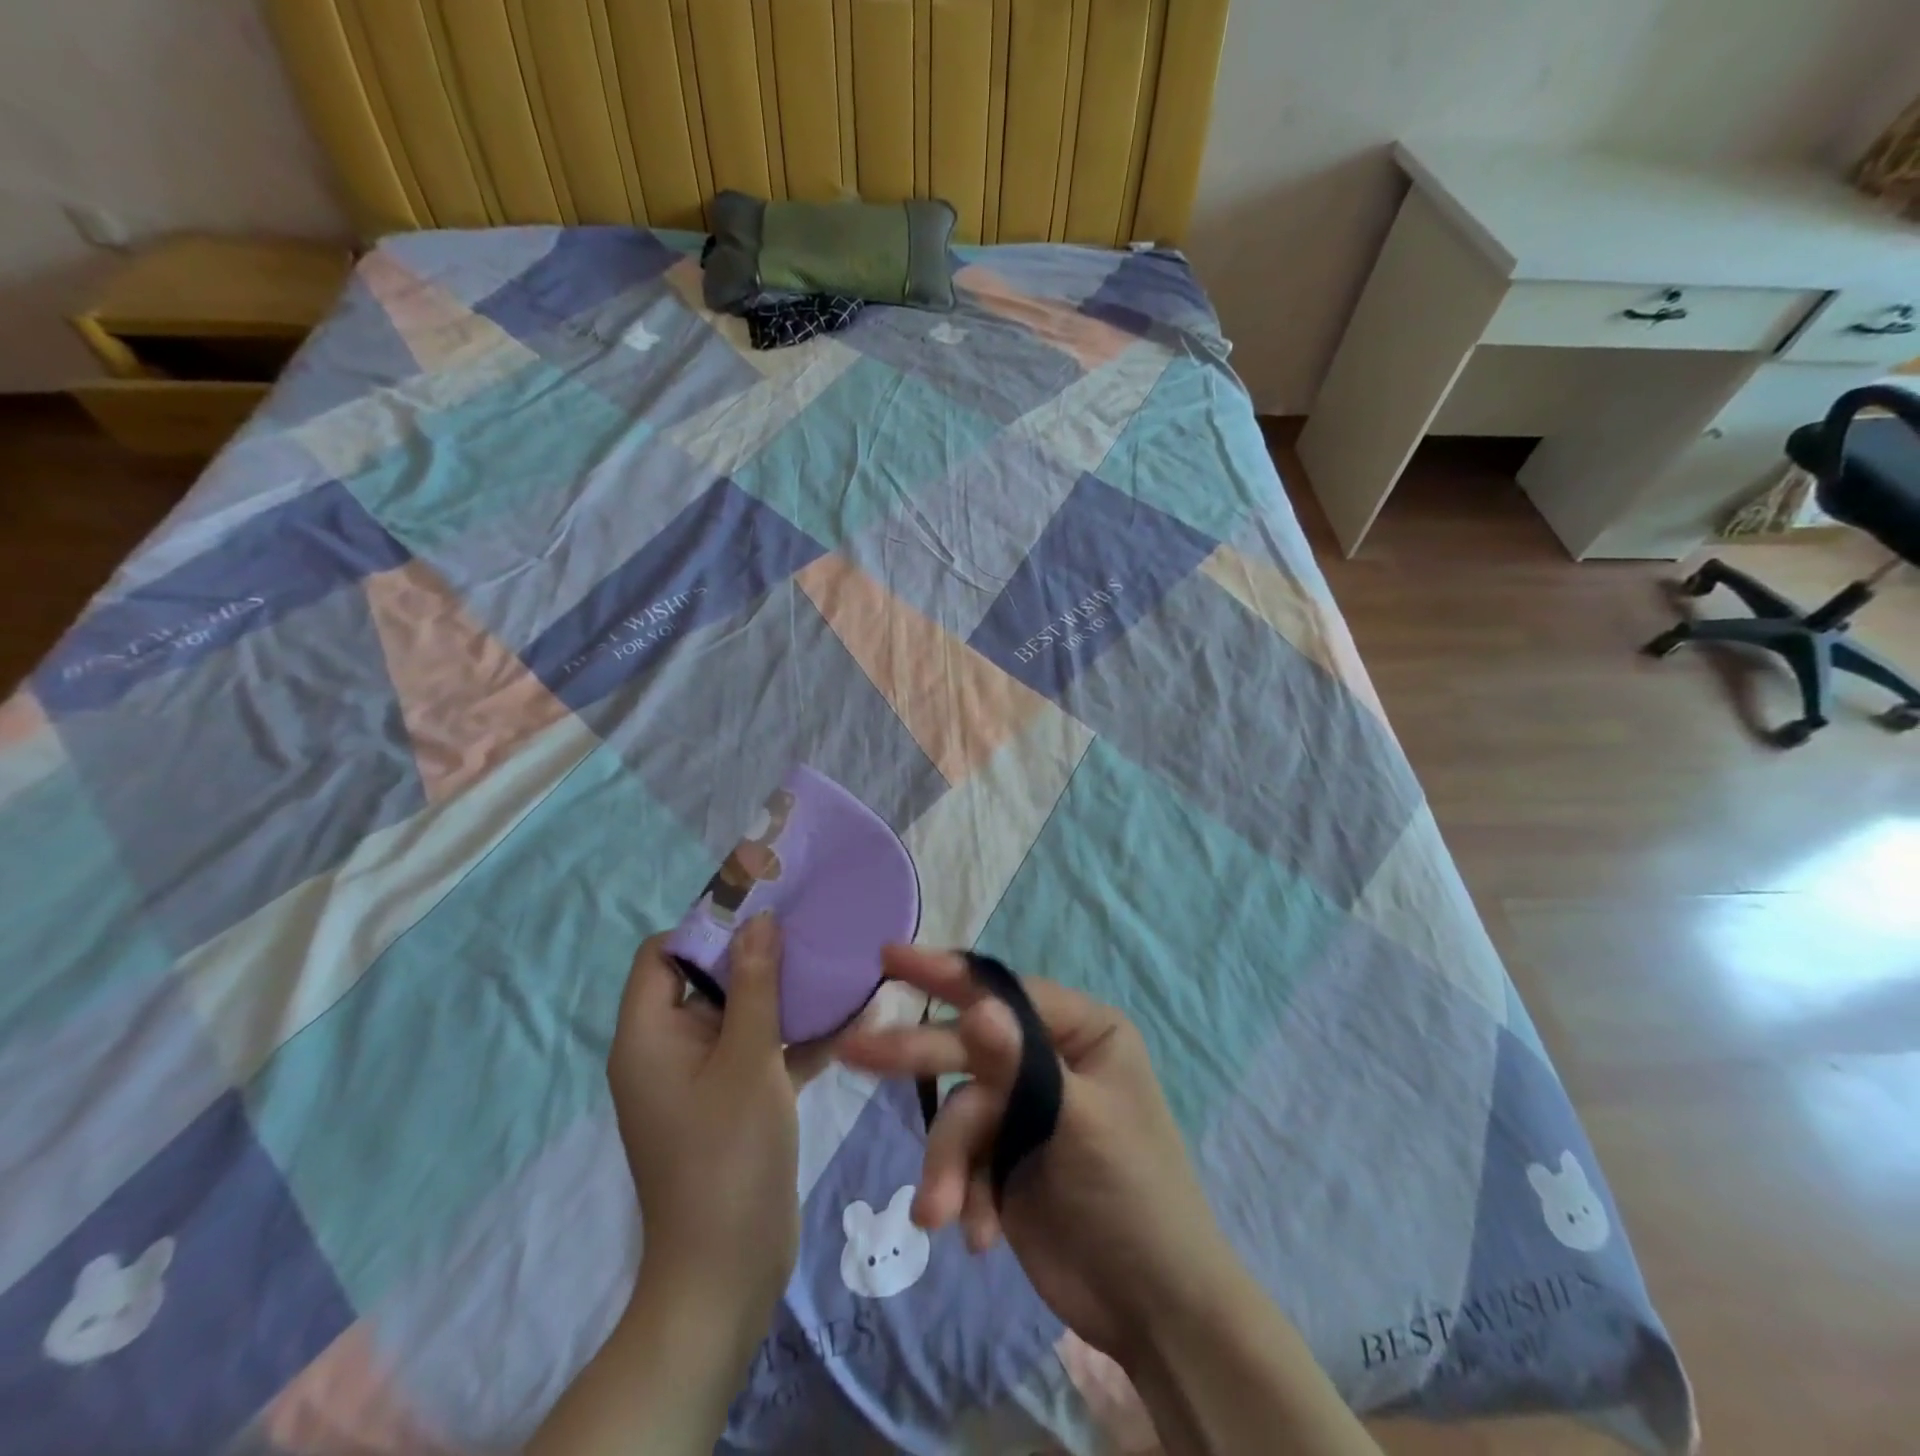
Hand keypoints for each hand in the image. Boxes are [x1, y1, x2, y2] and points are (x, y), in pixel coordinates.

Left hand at [607, 917, 824, 1328]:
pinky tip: (854, 1016)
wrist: (728, 1274)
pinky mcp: (735, 1102)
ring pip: (743, 1015)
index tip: (761, 907)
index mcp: (650, 1035)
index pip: (662, 954)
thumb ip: (756, 985)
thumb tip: (758, 919)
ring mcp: (703, 1079)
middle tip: (809, 927)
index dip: (706, 926)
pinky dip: (797, 1037)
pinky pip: (763, 1053)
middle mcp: (669, 1050)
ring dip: (786, 994)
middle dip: (758, 954)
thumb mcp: (747, 1060)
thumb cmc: (728, 1156)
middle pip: (707, 980)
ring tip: (836, 961)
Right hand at [835, 947, 1243, 1360]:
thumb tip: (976, 1008)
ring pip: (960, 1114)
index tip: (889, 960)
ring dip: (948, 1164)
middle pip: (970, 1046)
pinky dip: (965, 1194)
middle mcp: (1049, 1059)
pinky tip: (980, 1235)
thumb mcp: (1079, 1121)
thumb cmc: (1134, 1195)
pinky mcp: (1004, 1160)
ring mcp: (1024, 1111)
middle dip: (918, 1058)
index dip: (945, 973)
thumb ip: (1020, 1064)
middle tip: (856, 1052)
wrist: (1153, 1311)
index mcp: (1081, 1031)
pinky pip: (964, 1160)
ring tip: (939, 1212)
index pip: (1003, 991)